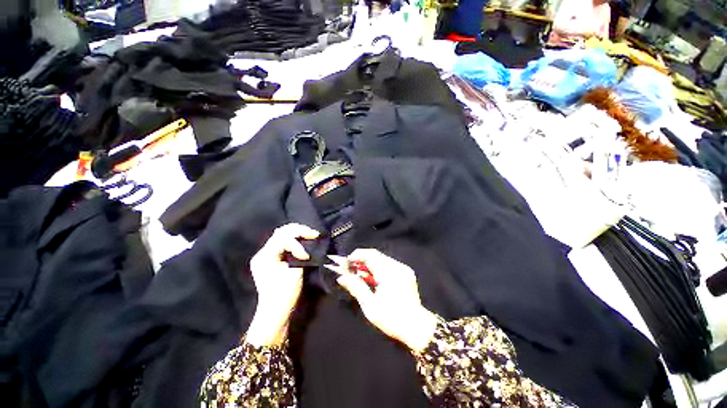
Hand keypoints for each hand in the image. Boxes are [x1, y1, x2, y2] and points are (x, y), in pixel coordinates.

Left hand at [246, 224, 319, 346]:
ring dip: (297, 233)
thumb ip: (299, 256)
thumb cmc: (284, 295)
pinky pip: (282, 242)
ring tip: (311, 235)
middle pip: (281, 232)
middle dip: (299, 230)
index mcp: (265, 257)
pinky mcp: (270, 258)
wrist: (275, 312)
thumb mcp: (294, 274)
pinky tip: (303, 241)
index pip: (283, 239)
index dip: (297, 244)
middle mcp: (262, 253)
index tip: (307, 256)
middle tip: (314, 233)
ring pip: (282, 234)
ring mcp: (265, 255)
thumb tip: (308, 245)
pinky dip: (294, 239)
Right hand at [334, 249, 438, 353]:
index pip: (370, 255)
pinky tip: (369, 277)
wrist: (418, 328)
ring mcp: (402, 268)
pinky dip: (377, 268)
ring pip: (381, 259)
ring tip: (357, 273)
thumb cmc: (392, 319)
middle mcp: (397, 266)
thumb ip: (356, 288)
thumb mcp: (370, 306)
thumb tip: (342, 277)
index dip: (356, 256)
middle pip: (375, 255)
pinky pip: (388, 265)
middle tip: (349, 268)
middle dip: (361, 260)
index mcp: (389, 273)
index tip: (345, 263)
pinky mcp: (405, 272)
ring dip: (368, 264)